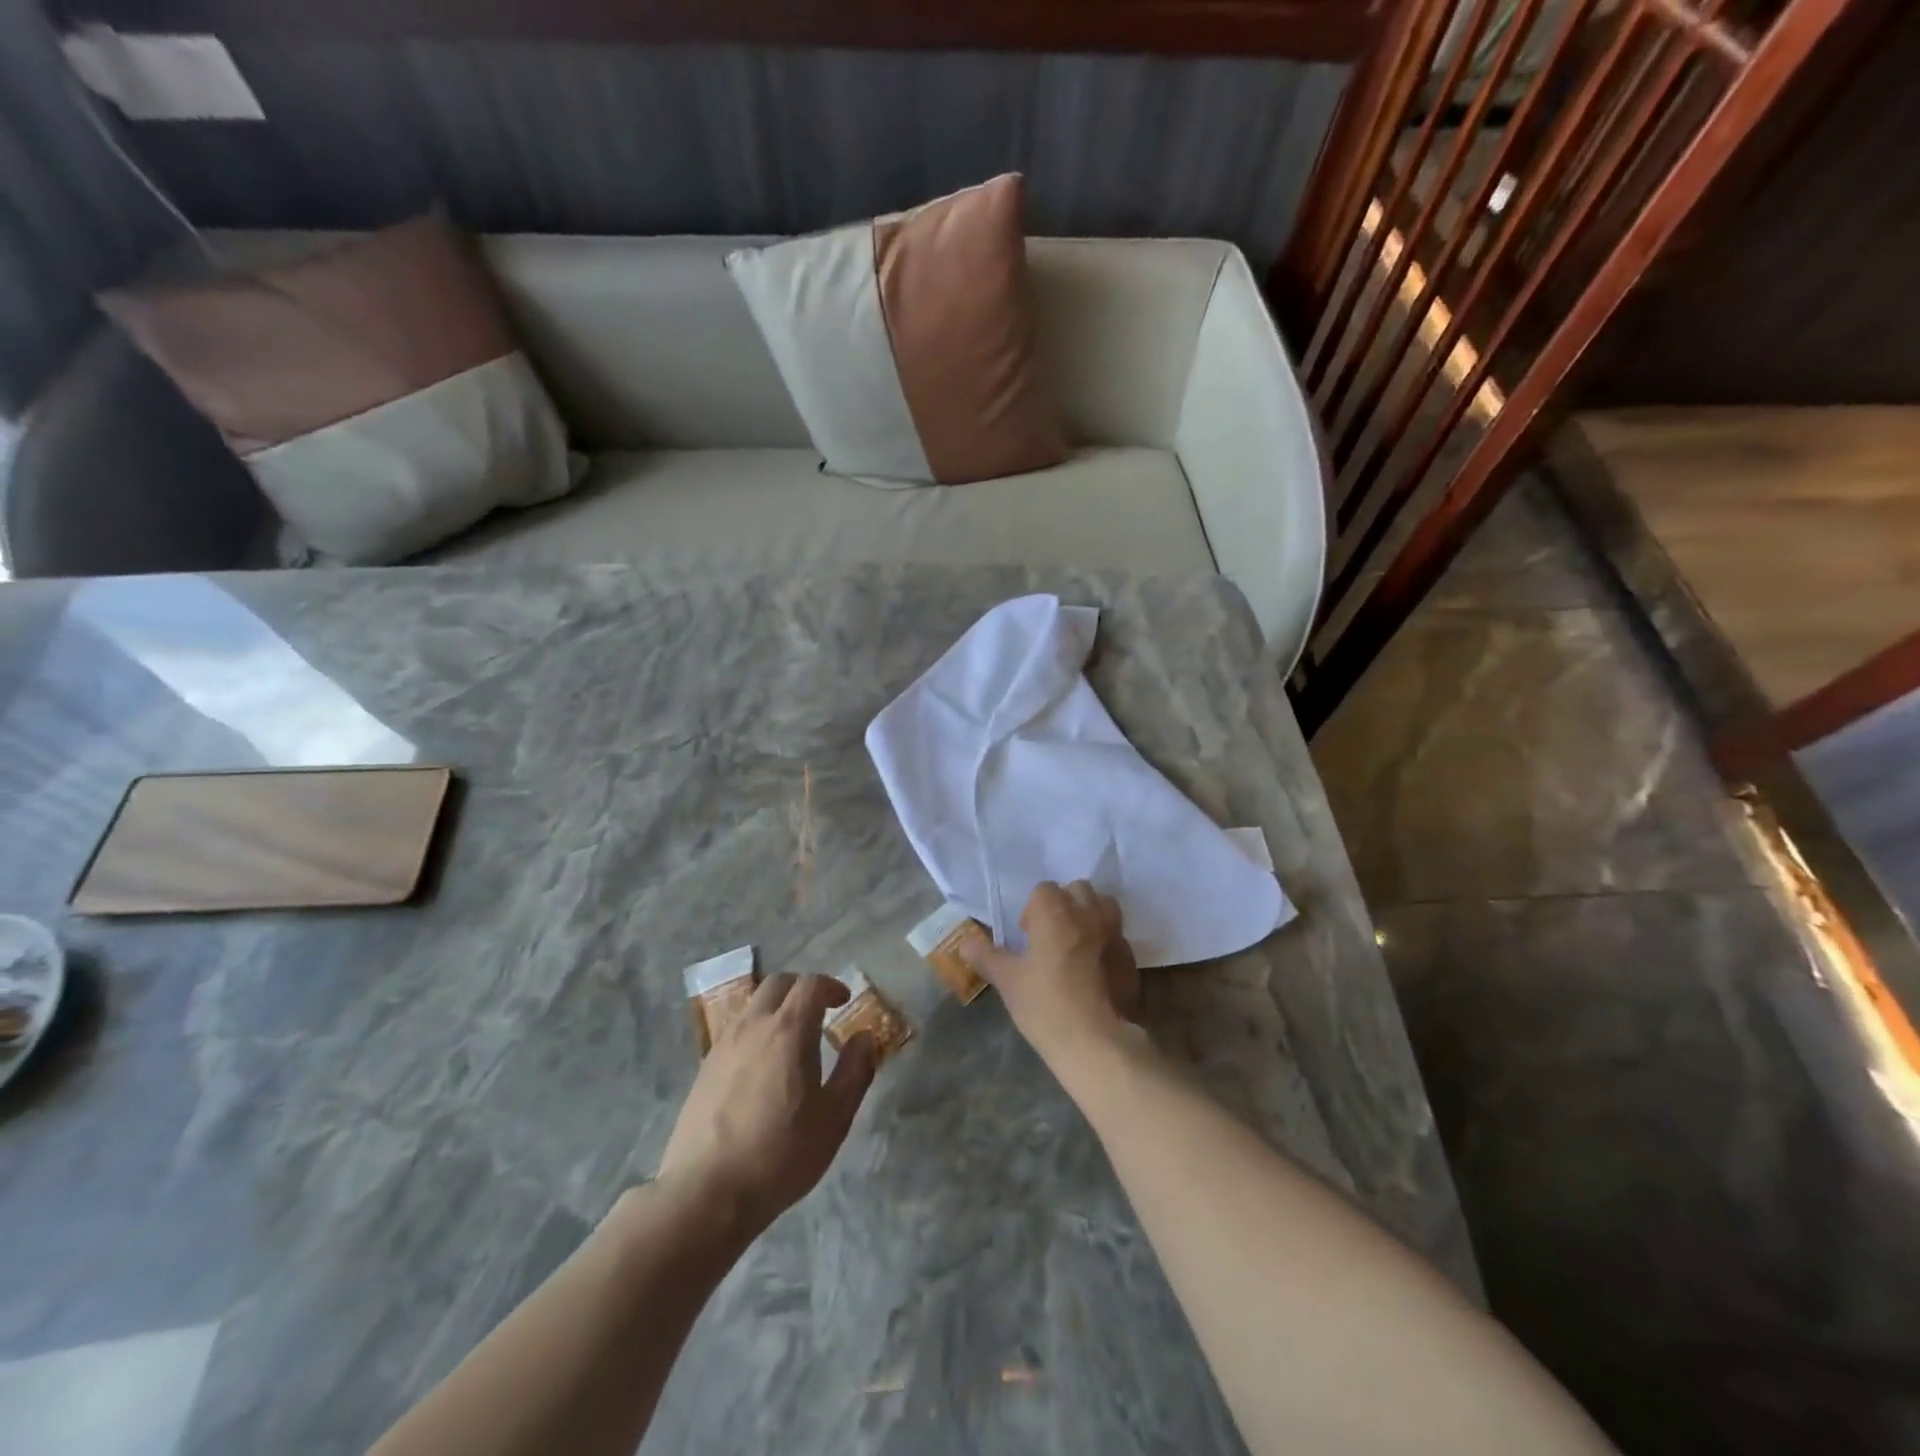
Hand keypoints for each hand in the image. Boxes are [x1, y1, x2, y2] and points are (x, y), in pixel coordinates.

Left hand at [657, 973, 875, 1231]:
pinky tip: (762, 1066)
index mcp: (788, 1030)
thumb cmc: (780, 1154)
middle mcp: (753, 1026)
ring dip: (777, 1008)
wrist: (706, 1193)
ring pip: (753, 1005)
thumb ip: (855, 1071)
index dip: (831, 986)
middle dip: (802, 989)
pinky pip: (736, 1031)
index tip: (843, 1001)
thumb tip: (864, 1037)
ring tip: (791, 1039)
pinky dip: (756, 1030)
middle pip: (778, 984)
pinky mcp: (704, 1068)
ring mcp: (724, 1045)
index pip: (810, 984)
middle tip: (819, 1011)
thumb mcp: (834, 1118)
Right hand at [963, 881, 1141, 1069]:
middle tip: (1051, 935)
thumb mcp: (1007, 981)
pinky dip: (1105, 941)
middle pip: (1078, 890)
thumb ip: (986, 956)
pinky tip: (1095, 969)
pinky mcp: (1131, 957)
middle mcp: (1088, 913)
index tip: (1027, 935)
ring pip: (1104, 906)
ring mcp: (1114, 934)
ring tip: (1076, 943)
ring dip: (1090, 914)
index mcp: (1055, 912)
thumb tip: (965, 943)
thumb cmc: (1045, 1005)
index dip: (1032, 909)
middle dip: (1064, 904)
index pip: (1044, 889)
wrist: (1096, 1042)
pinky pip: (1117, 935)